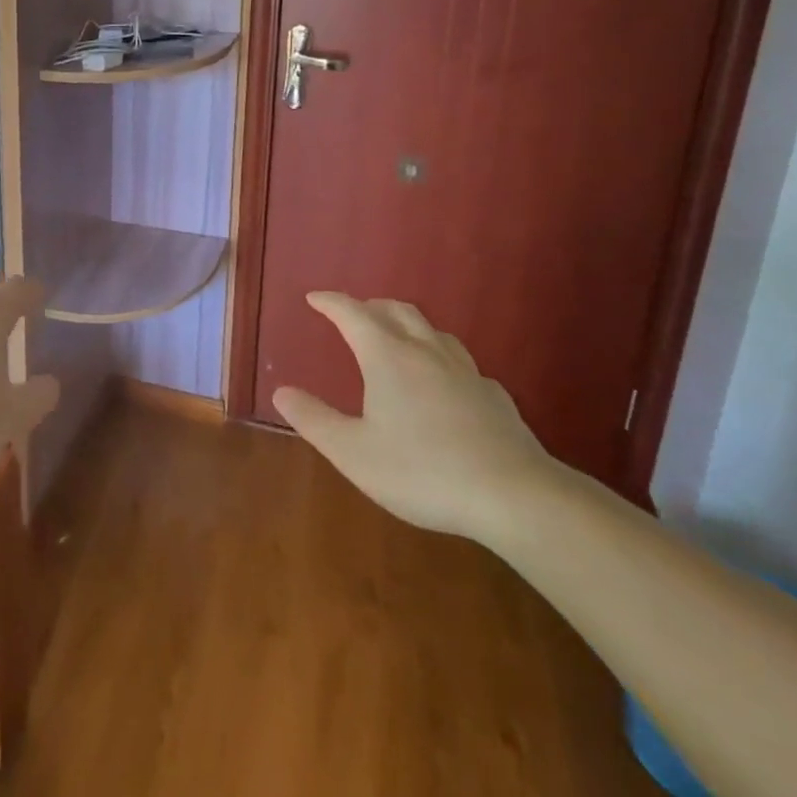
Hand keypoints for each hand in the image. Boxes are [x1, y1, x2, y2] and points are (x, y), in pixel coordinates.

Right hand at [272, 293, 559, 543]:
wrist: (516, 497)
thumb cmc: (423, 471)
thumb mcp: (353, 452)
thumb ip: (314, 420)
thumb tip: (281, 391)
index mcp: (387, 357)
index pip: (352, 314)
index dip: (330, 302)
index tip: (314, 298)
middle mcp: (425, 352)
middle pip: (396, 311)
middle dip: (369, 306)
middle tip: (352, 314)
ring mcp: (465, 372)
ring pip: (433, 331)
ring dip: (407, 325)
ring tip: (396, 338)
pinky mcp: (495, 396)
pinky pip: (461, 362)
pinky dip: (440, 358)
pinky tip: (443, 382)